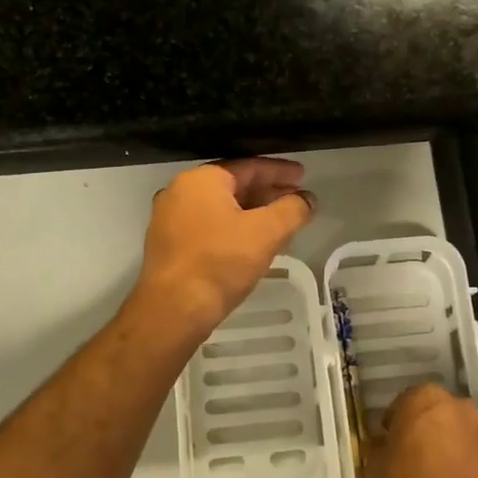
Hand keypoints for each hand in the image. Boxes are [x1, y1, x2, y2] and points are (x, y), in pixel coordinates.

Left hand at [137, 159, 314, 331]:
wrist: (173, 310)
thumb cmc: (220, 262)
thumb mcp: (266, 233)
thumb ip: (292, 210)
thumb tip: (308, 200)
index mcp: (201, 180)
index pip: (249, 166)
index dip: (280, 171)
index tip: (303, 175)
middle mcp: (180, 192)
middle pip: (233, 185)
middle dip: (267, 192)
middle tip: (296, 200)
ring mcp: (169, 219)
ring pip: (220, 208)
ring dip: (252, 212)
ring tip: (280, 223)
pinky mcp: (168, 245)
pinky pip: (208, 226)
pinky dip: (233, 228)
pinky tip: (252, 244)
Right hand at [363, 383, 477, 477]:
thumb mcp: (376, 470)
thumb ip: (378, 449)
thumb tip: (381, 445)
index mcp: (424, 397)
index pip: (400, 404)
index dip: (390, 427)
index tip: (383, 446)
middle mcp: (456, 406)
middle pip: (428, 416)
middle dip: (416, 433)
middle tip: (399, 460)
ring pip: (448, 435)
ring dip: (435, 450)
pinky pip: (462, 457)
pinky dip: (451, 468)